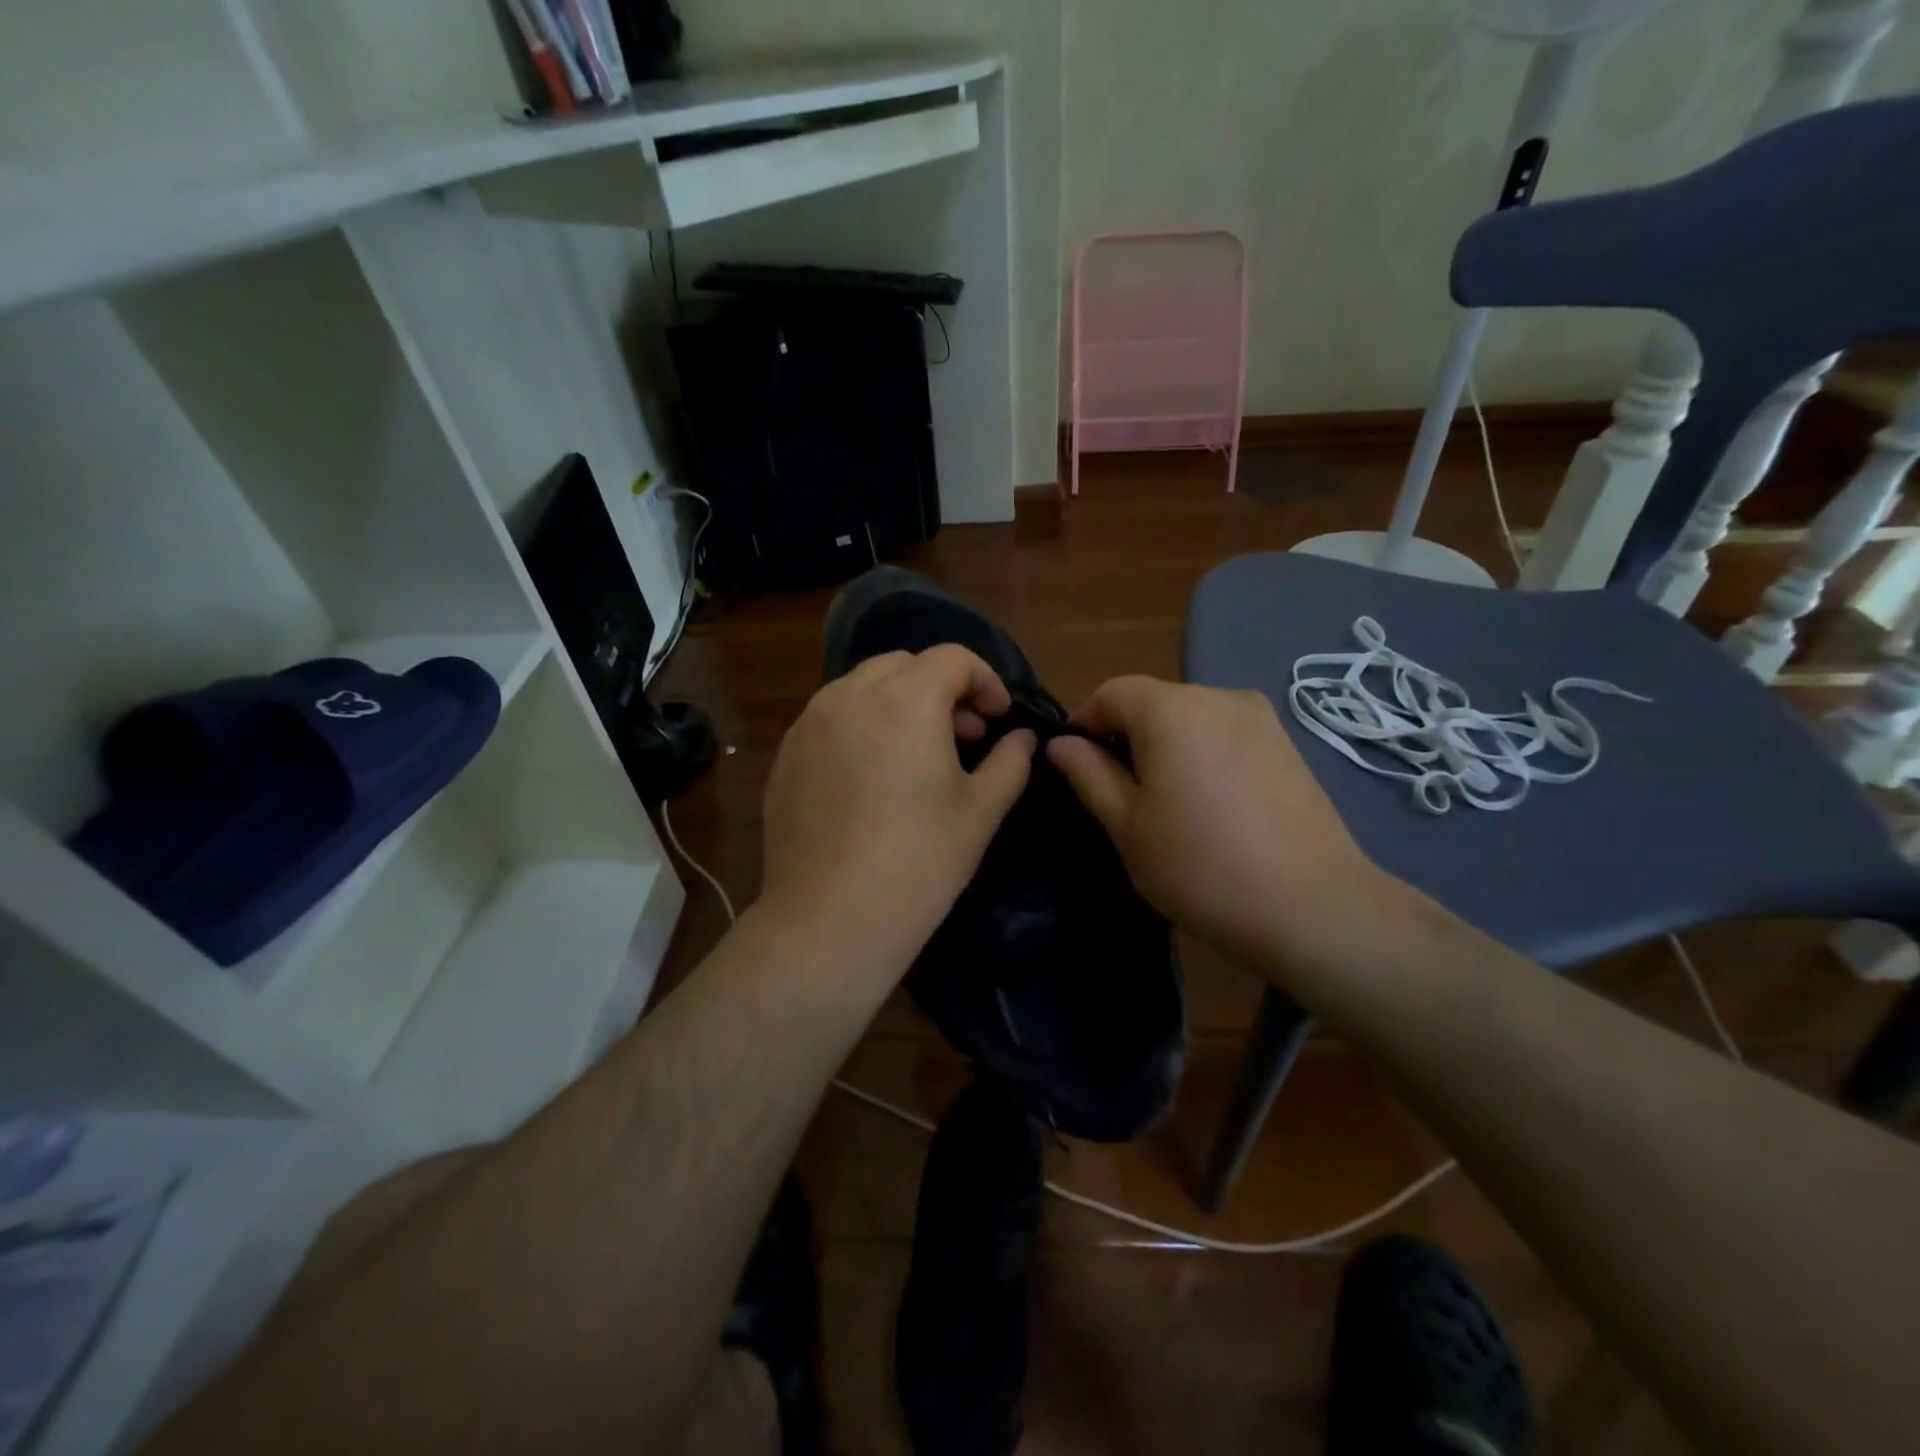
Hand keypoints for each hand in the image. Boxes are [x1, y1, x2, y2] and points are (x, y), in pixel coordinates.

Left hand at [759, 645, 1035, 976]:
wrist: (829, 920)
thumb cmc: (918, 863)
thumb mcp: (980, 812)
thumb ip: (1010, 762)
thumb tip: (1021, 738)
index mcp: (904, 700)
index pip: (952, 658)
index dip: (985, 680)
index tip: (998, 718)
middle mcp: (849, 696)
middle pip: (904, 664)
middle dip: (941, 687)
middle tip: (963, 734)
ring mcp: (809, 724)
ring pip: (861, 687)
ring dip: (899, 702)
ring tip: (917, 753)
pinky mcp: (785, 755)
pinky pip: (831, 718)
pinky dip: (861, 724)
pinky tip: (872, 776)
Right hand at [1047, 676, 1390, 971]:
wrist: (1312, 908)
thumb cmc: (1201, 867)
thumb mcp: (1127, 825)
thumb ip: (1088, 774)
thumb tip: (1061, 743)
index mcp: (1172, 709)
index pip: (1111, 692)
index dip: (1084, 723)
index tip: (1076, 768)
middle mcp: (1218, 696)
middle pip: (1153, 701)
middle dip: (1126, 736)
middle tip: (1120, 795)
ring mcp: (1261, 717)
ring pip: (1191, 718)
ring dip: (1166, 746)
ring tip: (1169, 804)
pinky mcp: (1287, 743)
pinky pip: (1225, 734)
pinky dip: (1204, 754)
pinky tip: (1212, 805)